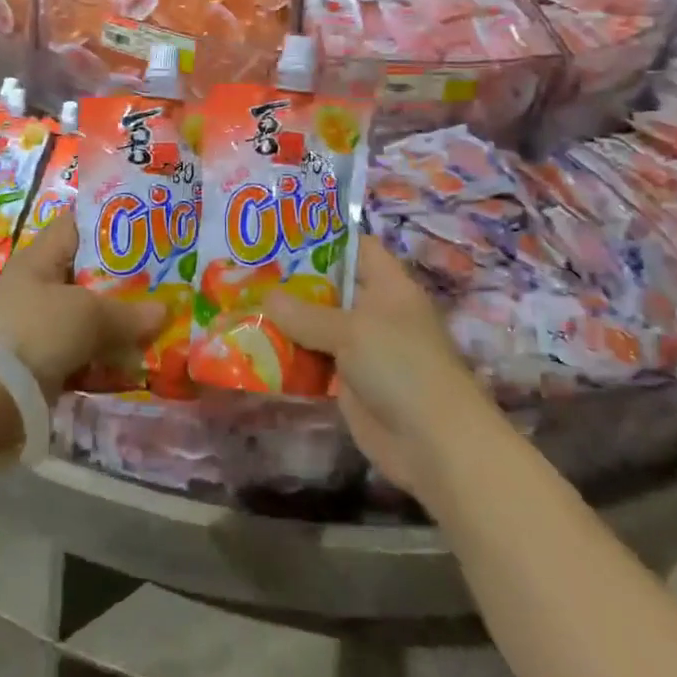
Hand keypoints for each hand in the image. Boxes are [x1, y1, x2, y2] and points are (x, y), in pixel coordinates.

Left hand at [0, 217, 165, 401]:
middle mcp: (37, 288)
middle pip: (86, 275)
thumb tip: (163, 311)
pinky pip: (81, 354)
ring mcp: (37, 328)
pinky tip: (134, 362)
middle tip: (166, 279)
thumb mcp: (86, 315)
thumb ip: (126, 313)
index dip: (107, 222)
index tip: (146, 225)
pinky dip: (104, 358)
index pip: (75, 226)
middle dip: (123, 280)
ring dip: (117, 325)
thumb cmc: (34, 332)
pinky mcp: (40, 365)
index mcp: (40, 259)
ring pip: (86, 319)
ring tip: (160, 323)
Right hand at [265, 236, 488, 496]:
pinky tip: (255, 347)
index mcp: (388, 286)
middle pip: (330, 287)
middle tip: (248, 269)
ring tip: (242, 303)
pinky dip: (291, 356)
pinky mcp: (349, 382)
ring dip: (286, 321)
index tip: (281, 233)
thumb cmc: (399, 366)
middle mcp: (375, 311)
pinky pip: (314, 360)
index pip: (356, 247)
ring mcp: (363, 348)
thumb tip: (267, 297)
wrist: (433, 442)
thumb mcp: (350, 330)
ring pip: (318, 326)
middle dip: (293, 281)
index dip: (323, 238)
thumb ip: (305, 313)